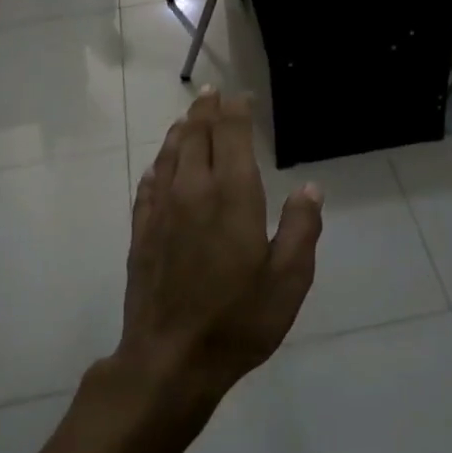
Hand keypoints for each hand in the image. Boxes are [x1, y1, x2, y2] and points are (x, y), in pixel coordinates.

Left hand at [117, 90, 322, 408]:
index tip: (239, 95)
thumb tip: (311, 188)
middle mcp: (193, 191)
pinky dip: (157, 167)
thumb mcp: (289, 280)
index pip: (231, 135)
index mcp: (232, 195)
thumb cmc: (239, 320)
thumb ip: (301, 228)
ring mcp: (162, 211)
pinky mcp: (141, 234)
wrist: (170, 359)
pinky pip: (148, 186)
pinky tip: (158, 167)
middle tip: (210, 93)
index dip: (235, 111)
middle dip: (204, 111)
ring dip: (179, 132)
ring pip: (169, 156)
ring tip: (186, 118)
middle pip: (196, 137)